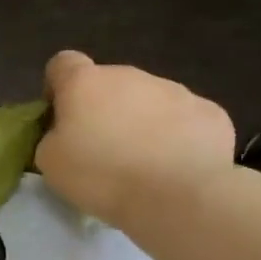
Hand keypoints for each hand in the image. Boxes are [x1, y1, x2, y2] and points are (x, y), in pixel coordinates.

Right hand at [35, 51, 236, 223]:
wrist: (177, 196)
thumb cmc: (101, 176)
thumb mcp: (50, 162)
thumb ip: (52, 136)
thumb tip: (66, 133)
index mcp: (85, 83)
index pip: (63, 63)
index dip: (58, 87)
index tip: (61, 118)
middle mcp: (130, 75)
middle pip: (109, 84)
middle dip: (104, 110)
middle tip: (103, 152)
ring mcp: (175, 90)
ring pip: (149, 101)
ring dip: (141, 123)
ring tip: (143, 165)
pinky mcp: (209, 112)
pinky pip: (185, 120)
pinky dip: (178, 138)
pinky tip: (176, 168)